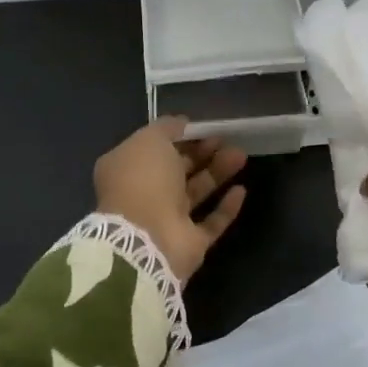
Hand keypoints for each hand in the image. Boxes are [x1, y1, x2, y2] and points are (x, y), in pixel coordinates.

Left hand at [94, 118, 246, 282]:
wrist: (146, 238)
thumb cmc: (143, 180)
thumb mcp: (150, 139)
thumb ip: (167, 128)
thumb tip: (182, 124)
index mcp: (126, 168)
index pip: (155, 148)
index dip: (179, 136)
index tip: (202, 127)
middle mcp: (144, 194)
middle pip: (178, 169)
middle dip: (202, 152)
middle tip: (226, 139)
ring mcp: (166, 220)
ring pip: (196, 192)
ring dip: (217, 173)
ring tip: (240, 155)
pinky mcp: (188, 243)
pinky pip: (210, 222)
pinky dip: (225, 207)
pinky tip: (241, 190)